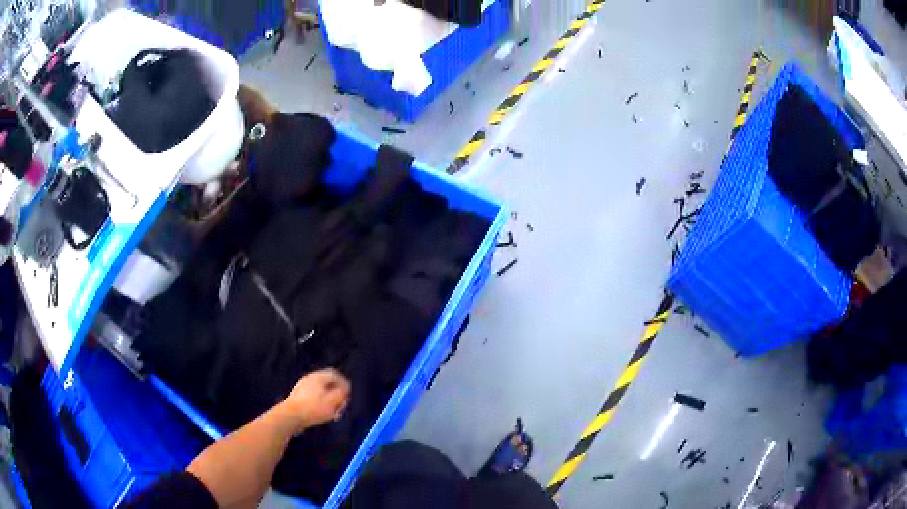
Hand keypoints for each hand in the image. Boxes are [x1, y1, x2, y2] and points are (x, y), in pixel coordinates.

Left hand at [282, 368, 350, 433]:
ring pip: (320, 391)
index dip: (344, 383)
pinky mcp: (298, 397)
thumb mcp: (333, 401)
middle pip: (327, 383)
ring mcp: (302, 387)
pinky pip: (313, 397)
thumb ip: (341, 393)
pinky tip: (322, 414)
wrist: (291, 416)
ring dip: (329, 400)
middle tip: (341, 405)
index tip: (348, 395)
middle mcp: (310, 379)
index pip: (335, 374)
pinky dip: (320, 403)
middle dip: (336, 393)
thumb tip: (344, 389)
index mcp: (318, 376)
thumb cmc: (314, 408)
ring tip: (333, 412)